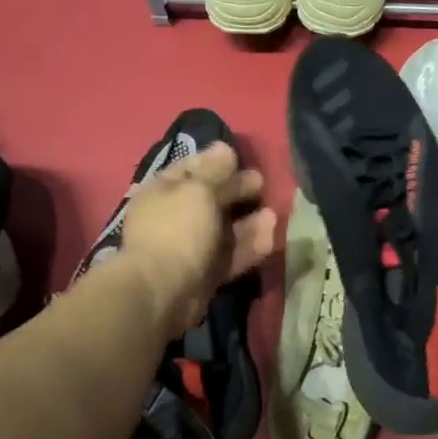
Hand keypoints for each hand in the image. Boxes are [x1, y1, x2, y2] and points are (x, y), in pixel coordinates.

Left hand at [120, 142, 275, 339]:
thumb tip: (225, 148)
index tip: (240, 158)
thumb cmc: (178, 229)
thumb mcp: (198, 190)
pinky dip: (249, 246)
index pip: (191, 168)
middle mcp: (175, 217)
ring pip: (224, 230)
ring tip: (273, 214)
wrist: (163, 290)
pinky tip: (271, 237)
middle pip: (211, 199)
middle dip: (237, 191)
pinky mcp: (205, 274)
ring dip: (249, 222)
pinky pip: (230, 256)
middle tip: (262, 184)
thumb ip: (216, 170)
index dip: (216, 162)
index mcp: (164, 191)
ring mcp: (189, 247)